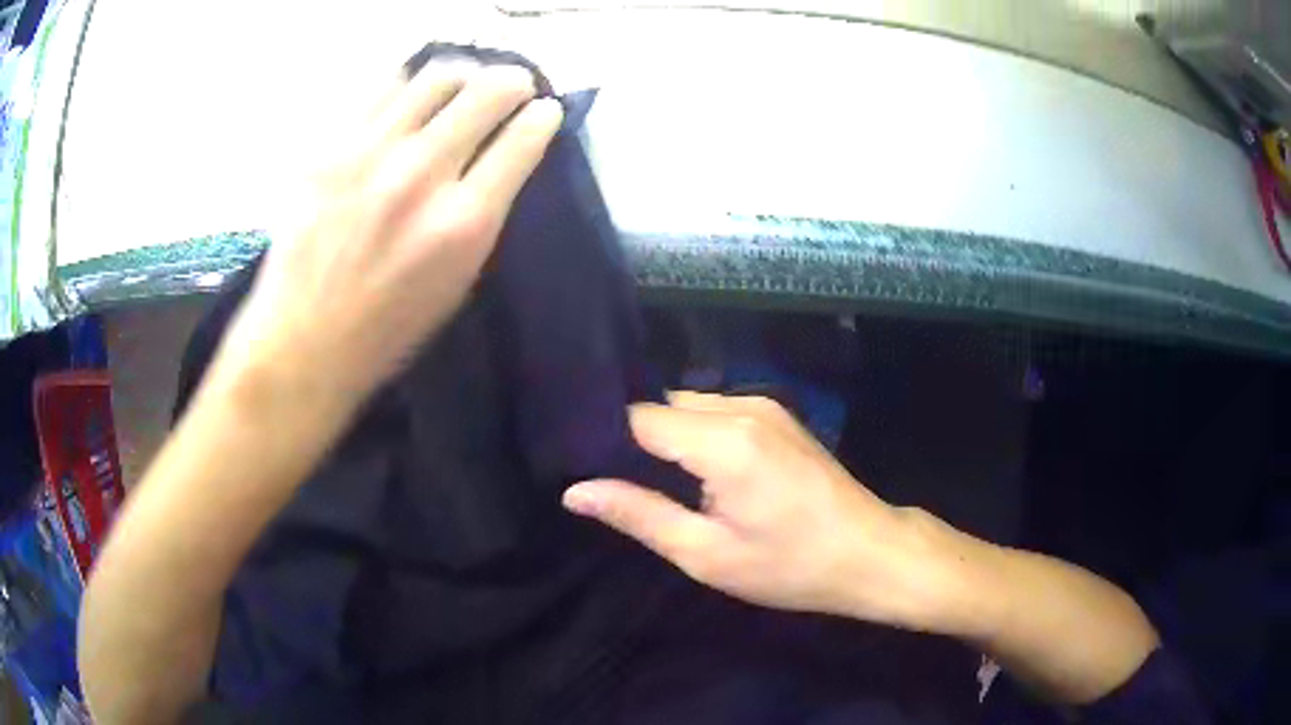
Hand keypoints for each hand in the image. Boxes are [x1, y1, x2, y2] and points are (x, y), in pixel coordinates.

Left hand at [217, 62, 562, 406]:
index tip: (544, 111)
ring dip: (463, 76)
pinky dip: (409, 86)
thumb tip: (499, 160)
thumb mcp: (457, 283)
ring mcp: (370, 152)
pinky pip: (383, 87)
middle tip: (513, 86)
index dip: (543, 117)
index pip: (524, 139)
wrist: (303, 341)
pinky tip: (410, 100)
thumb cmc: (387, 328)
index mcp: (463, 222)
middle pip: (488, 91)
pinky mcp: (330, 146)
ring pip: (436, 77)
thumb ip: (482, 214)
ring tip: (461, 87)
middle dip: (513, 81)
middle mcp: (421, 174)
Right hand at [563, 392, 972, 629]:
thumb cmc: (790, 565)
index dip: (607, 443)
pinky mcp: (777, 415)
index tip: (588, 472)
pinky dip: (695, 435)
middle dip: (636, 441)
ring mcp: (765, 405)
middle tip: (620, 487)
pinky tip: (696, 473)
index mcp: (723, 440)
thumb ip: (639, 515)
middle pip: (662, 406)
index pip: (637, 417)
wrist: (870, 553)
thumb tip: (575, 492)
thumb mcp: (707, 553)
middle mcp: (742, 406)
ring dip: (667, 438)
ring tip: (655, 484)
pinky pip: (717, 413)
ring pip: (689, 406)